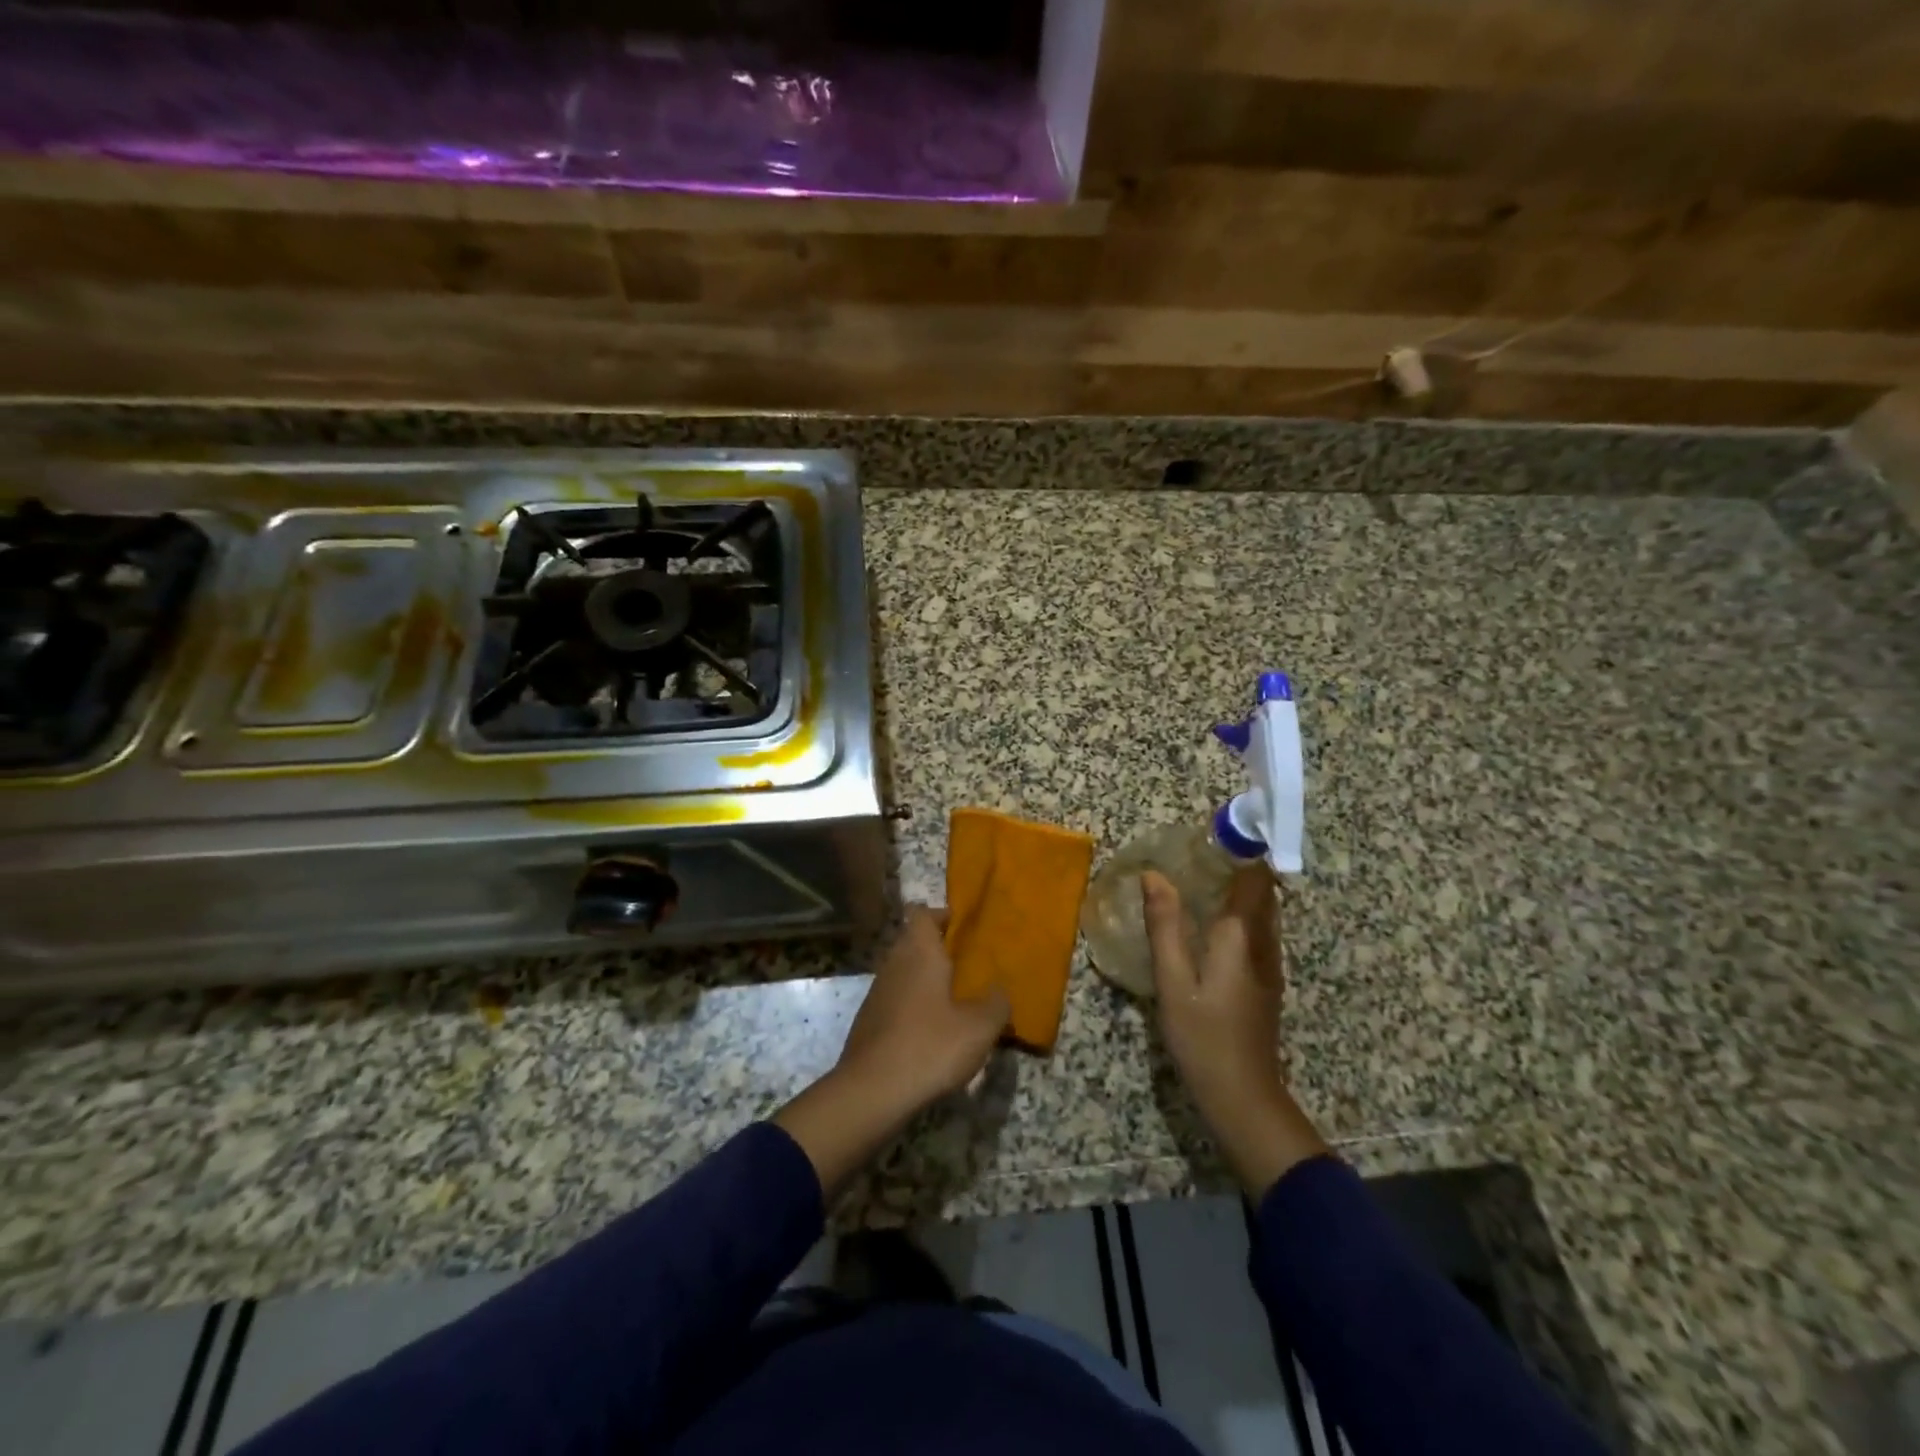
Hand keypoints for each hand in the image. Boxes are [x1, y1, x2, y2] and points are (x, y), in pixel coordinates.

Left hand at [837, 905, 1010, 1111]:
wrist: (871, 1092)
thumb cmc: (930, 1046)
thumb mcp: (979, 1027)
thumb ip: (996, 1003)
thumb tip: (1000, 991)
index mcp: (919, 951)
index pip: (922, 912)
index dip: (942, 915)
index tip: (964, 930)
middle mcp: (894, 962)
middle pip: (913, 941)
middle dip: (939, 950)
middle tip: (970, 968)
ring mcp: (877, 992)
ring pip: (904, 972)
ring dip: (927, 981)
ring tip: (957, 1003)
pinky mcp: (869, 1021)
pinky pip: (896, 1001)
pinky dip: (914, 1007)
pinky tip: (934, 1033)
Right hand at [1144, 866, 1327, 1196]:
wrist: (1244, 1098)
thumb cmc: (1204, 1038)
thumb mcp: (1174, 982)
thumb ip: (1165, 926)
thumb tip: (1154, 875)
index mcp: (1242, 938)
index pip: (1255, 879)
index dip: (1242, 850)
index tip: (1216, 832)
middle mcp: (1264, 945)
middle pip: (1263, 892)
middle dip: (1239, 866)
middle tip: (1199, 852)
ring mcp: (1269, 966)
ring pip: (1262, 913)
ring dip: (1239, 889)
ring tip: (1200, 878)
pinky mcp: (1265, 983)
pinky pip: (1256, 933)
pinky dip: (1238, 914)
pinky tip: (1207, 923)